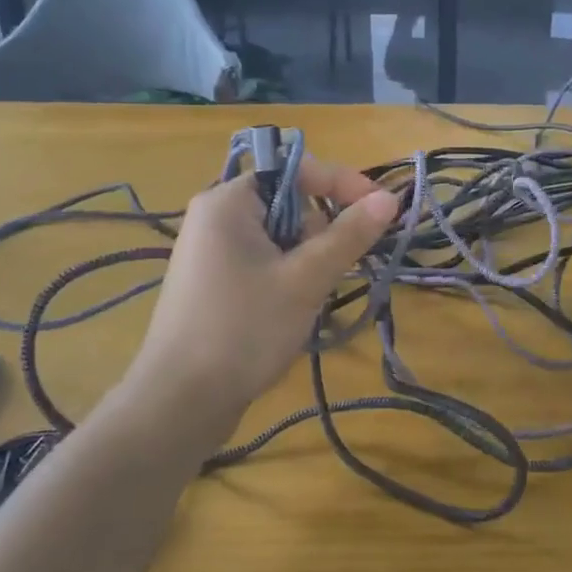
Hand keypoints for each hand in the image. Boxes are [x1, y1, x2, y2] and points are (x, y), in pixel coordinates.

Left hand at [120, 158, 398, 431]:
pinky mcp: (214, 281)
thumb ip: (349, 234)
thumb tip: (390, 198)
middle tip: (335, 269)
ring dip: (308, 258)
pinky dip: (288, 274)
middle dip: (322, 230)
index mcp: (229, 201)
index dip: (342, 183)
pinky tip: (292, 308)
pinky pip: (264, 259)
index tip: (381, 210)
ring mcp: (212, 251)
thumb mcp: (306, 279)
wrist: (180, 402)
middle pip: (289, 202)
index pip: (296, 169)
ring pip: (280, 235)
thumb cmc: (244, 329)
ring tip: (311, 296)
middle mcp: (216, 216)